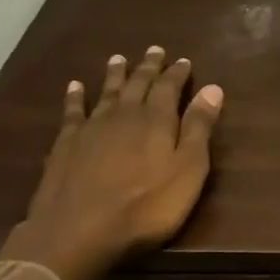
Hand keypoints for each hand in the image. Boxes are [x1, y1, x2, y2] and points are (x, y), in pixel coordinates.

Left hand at [0, 46, 223, 279]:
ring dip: (115, 75)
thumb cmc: (147, 206)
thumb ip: (199, 128)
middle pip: (138, 84)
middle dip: (148, 67)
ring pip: (107, 92)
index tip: (183, 60)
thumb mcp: (188, 170)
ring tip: (119, 58)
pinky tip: (75, 87)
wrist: (80, 230)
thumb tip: (213, 88)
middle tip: (154, 50)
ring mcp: (92, 128)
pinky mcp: (66, 144)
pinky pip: (73, 111)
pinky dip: (75, 97)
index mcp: (157, 120)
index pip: (169, 87)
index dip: (177, 73)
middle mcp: (124, 115)